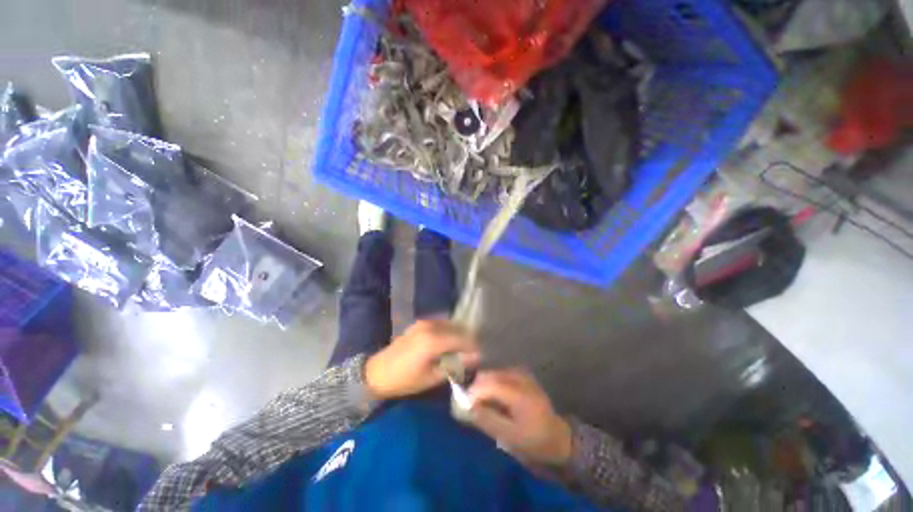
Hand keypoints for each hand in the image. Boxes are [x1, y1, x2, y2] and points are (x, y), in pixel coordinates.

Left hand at [365, 320, 480, 399]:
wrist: (377, 372)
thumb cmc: (405, 380)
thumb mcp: (432, 377)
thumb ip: (455, 365)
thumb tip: (475, 357)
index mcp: (434, 340)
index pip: (463, 339)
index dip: (474, 347)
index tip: (479, 358)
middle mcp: (431, 326)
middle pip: (459, 329)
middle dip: (468, 340)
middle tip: (471, 356)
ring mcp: (425, 322)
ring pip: (451, 324)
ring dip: (459, 335)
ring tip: (461, 351)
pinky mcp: (421, 323)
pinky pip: (442, 324)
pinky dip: (449, 332)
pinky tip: (448, 344)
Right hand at [468, 368, 572, 466]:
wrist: (557, 437)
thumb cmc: (534, 440)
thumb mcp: (510, 436)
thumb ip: (487, 420)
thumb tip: (468, 406)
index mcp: (520, 394)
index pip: (491, 385)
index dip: (474, 392)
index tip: (464, 403)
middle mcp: (521, 378)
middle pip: (491, 374)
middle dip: (477, 386)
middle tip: (470, 402)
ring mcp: (523, 374)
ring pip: (495, 371)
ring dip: (484, 382)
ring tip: (479, 398)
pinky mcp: (523, 374)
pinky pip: (501, 372)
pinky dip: (492, 380)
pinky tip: (491, 393)